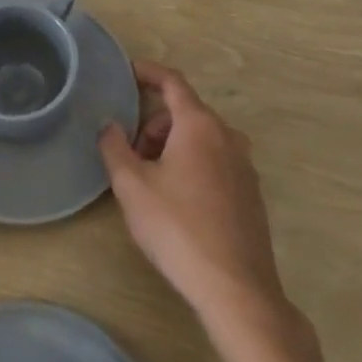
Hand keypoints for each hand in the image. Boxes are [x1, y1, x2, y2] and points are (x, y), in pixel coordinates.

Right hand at [99, 62, 285, 326]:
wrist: (236, 290)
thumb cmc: (178, 228)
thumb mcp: (132, 186)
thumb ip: (114, 148)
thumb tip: (109, 126)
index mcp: (199, 125)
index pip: (173, 82)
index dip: (149, 72)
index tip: (128, 73)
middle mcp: (227, 137)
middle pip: (186, 113)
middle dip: (155, 124)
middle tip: (132, 153)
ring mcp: (245, 166)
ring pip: (202, 139)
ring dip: (173, 146)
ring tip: (152, 180)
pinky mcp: (252, 195)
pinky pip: (217, 162)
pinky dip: (194, 164)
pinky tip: (178, 202)